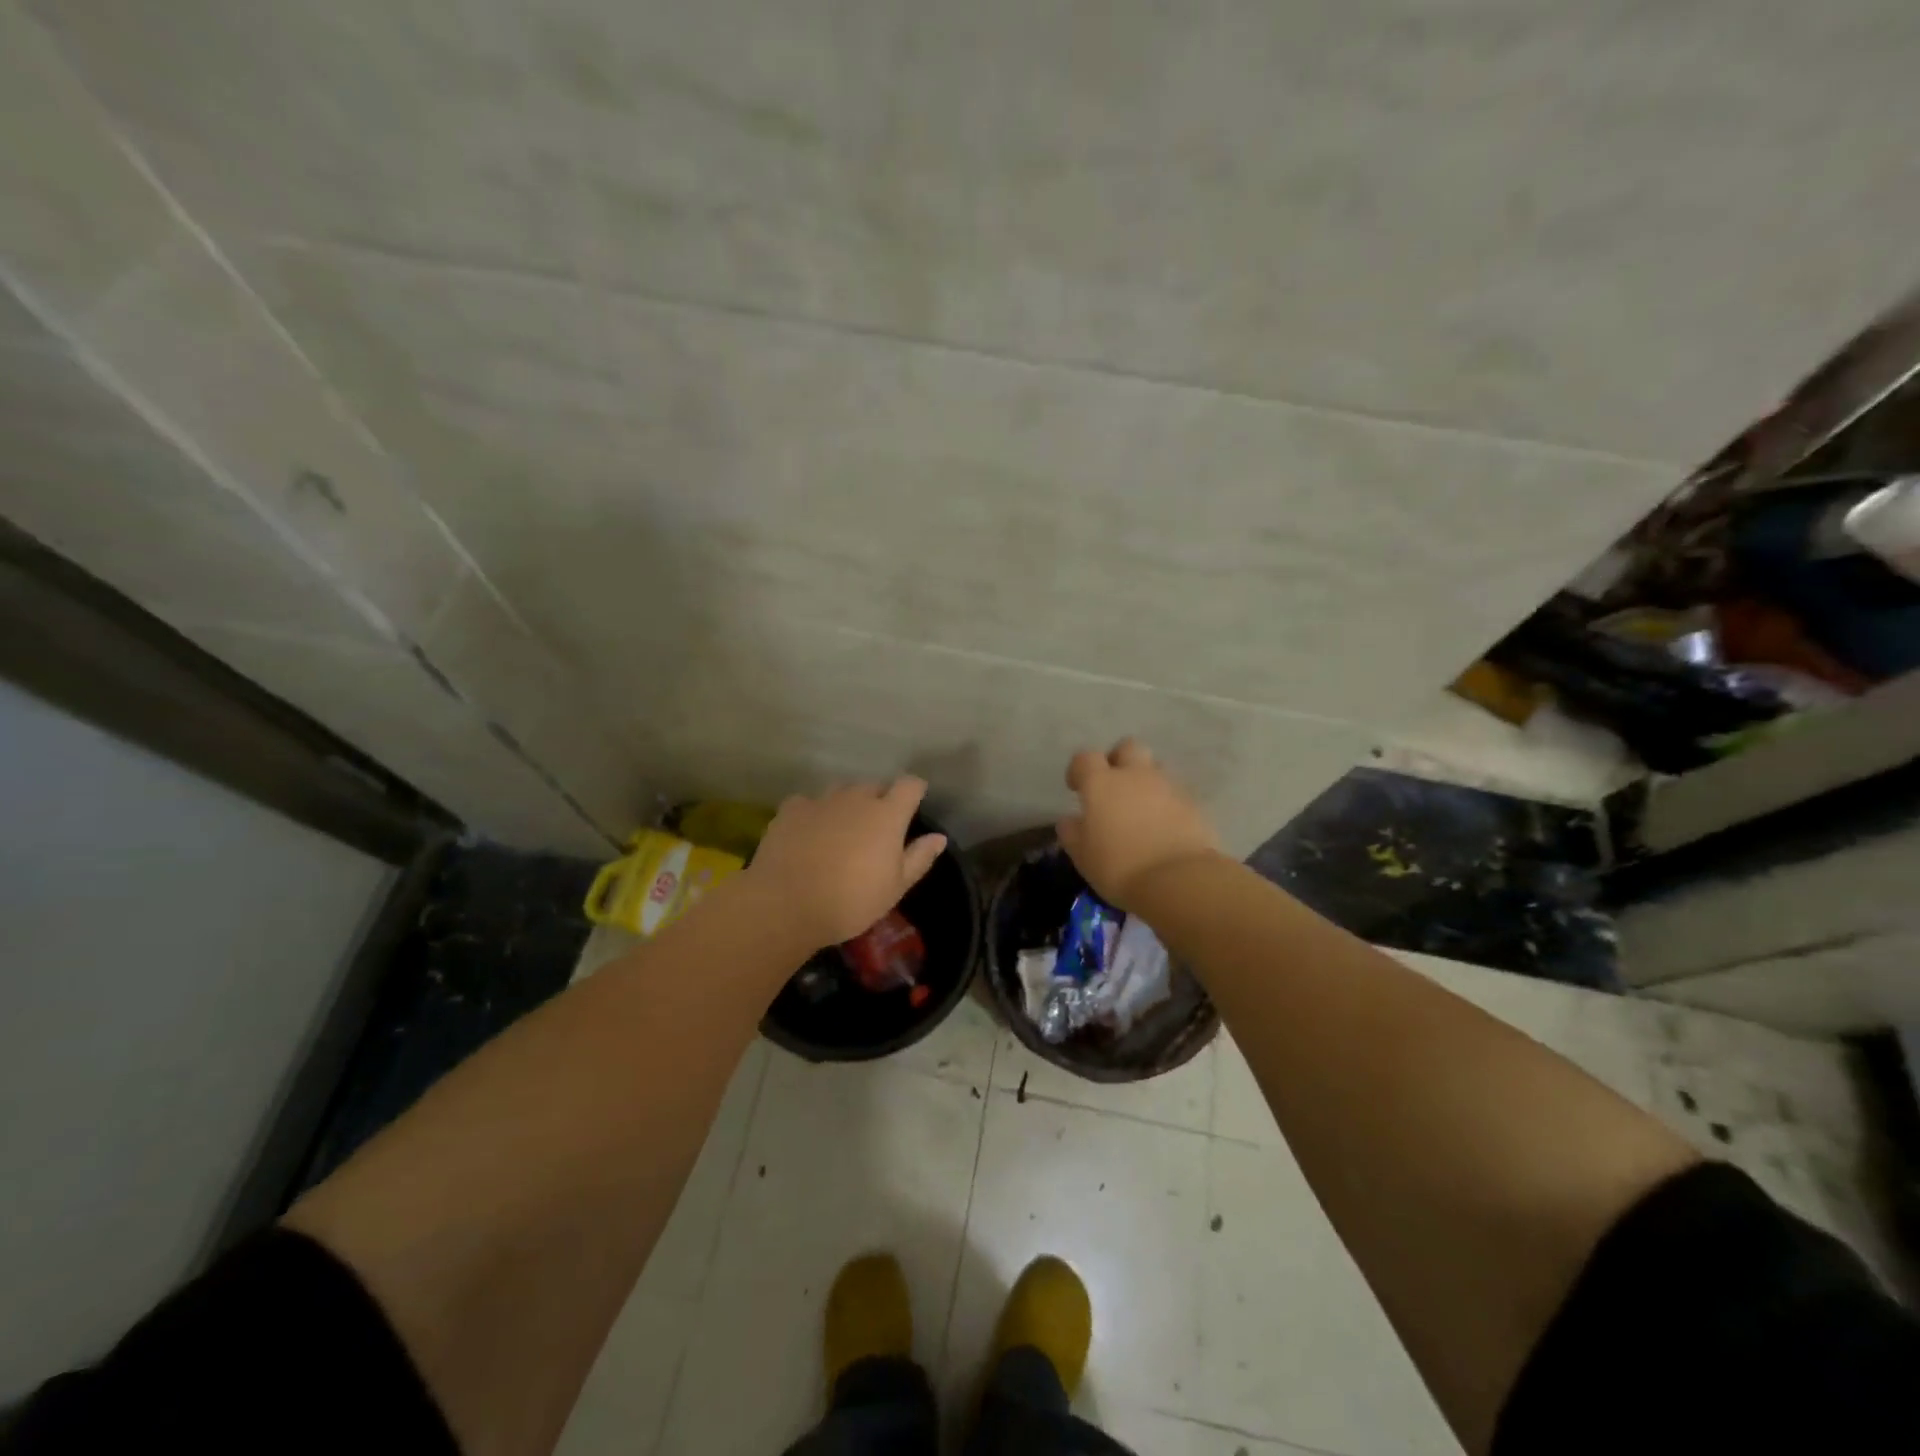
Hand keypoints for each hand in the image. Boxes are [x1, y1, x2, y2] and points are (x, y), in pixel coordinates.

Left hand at [745, 778, 948, 949]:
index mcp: (887, 815)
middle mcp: (856, 798)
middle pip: (874, 786)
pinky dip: (814, 812)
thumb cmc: (850, 901)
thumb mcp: (895, 888)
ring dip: (847, 802)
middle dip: (880, 799)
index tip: (915, 803)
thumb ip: (919, 858)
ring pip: (841, 790)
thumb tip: (938, 837)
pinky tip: (809, 832)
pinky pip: (809, 801)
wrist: (786, 904)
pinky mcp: (791, 809)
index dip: (915, 790)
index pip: (910, 785)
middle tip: (876, 827)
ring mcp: (821, 800)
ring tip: (842, 828)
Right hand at [1057, 738, 1222, 909]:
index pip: (1085, 758)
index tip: (1076, 787)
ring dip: (1145, 781)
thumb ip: (1072, 832)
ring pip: (1155, 768)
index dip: (1078, 769)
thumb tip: (1070, 820)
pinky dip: (1167, 803)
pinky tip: (1163, 826)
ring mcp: (1168, 786)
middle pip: (1128, 748)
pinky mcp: (1193, 804)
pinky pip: (1175, 793)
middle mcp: (1135, 775)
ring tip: (1141, 808)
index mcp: (1101, 783)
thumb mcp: (1082, 856)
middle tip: (1113, 786)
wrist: (1178, 880)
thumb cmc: (1119, 867)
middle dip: (1119, 760)